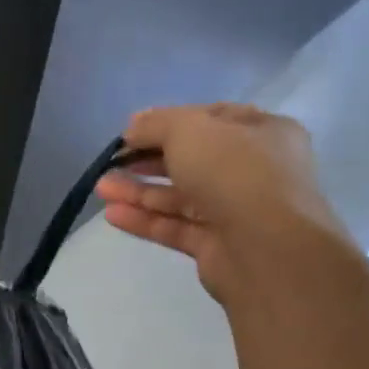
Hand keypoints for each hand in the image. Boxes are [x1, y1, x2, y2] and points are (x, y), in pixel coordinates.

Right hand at [96, 103, 349, 305]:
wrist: (267, 248)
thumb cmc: (234, 171)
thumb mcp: (189, 129)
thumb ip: (156, 124)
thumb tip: (133, 126)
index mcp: (263, 132)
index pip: (212, 120)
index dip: (170, 122)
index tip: (132, 130)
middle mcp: (254, 170)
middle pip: (192, 160)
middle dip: (148, 160)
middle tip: (113, 161)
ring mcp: (237, 211)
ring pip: (180, 197)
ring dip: (140, 191)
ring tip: (101, 188)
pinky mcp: (218, 247)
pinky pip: (176, 227)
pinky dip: (145, 220)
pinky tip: (112, 215)